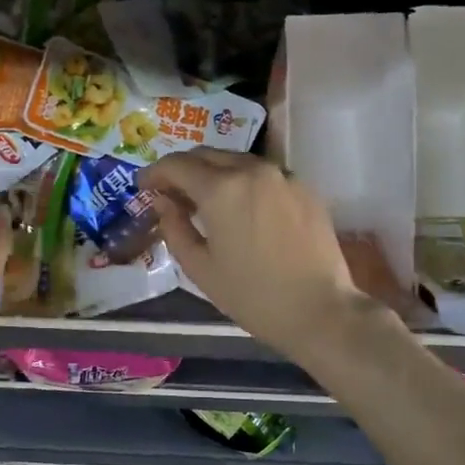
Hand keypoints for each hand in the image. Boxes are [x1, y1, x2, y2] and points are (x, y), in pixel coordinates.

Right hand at [138, 150, 384, 363]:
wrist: (320, 310)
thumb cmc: (252, 295)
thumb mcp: (200, 268)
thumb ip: (174, 228)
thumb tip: (164, 203)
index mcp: (220, 189)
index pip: (176, 165)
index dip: (154, 173)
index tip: (143, 186)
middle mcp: (251, 171)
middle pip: (207, 155)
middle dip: (183, 169)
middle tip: (170, 193)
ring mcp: (282, 177)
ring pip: (237, 161)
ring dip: (214, 173)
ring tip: (204, 201)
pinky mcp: (304, 189)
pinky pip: (263, 175)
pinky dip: (243, 183)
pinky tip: (241, 210)